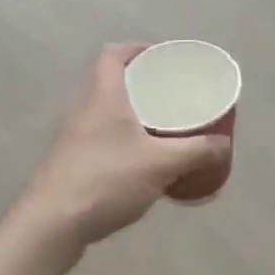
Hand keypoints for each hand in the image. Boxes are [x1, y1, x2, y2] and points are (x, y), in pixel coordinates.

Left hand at [7, 43, 230, 264]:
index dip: (136, 49)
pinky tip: (140, 162)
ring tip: (160, 126)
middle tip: (169, 94)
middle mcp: (84, 109)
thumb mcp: (161, 164)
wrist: (51, 225)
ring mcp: (73, 137)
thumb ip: (196, 152)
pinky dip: (121, 140)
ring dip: (130, 114)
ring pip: (105, 112)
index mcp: (104, 95)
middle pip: (110, 81)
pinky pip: (100, 138)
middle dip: (140, 84)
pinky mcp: (70, 162)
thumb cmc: (106, 180)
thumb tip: (223, 144)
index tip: (161, 59)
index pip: (113, 54)